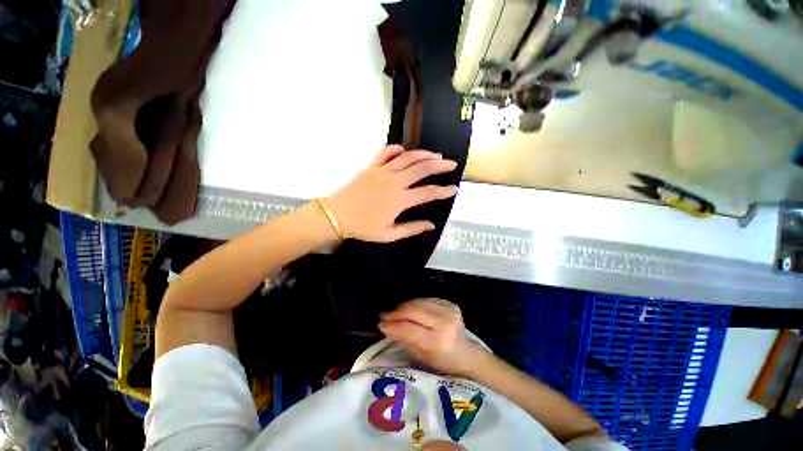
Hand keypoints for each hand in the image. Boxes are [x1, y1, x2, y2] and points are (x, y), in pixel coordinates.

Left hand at [326, 145, 458, 242]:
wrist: (336, 215)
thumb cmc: (363, 227)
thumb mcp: (388, 235)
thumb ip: (411, 229)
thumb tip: (431, 225)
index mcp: (400, 200)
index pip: (428, 193)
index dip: (443, 191)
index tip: (455, 189)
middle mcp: (394, 182)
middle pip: (422, 169)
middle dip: (440, 165)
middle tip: (451, 164)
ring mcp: (382, 171)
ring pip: (408, 158)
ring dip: (424, 154)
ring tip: (436, 155)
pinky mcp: (371, 166)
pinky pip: (386, 152)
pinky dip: (397, 149)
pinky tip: (405, 150)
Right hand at [378, 298, 486, 376]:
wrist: (466, 354)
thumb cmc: (443, 362)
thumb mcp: (421, 357)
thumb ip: (404, 339)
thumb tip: (385, 326)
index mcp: (438, 341)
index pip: (409, 329)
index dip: (393, 325)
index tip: (381, 324)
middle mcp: (445, 322)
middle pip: (413, 310)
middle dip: (396, 312)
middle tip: (384, 316)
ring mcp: (449, 310)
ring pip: (418, 302)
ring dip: (403, 307)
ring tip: (394, 313)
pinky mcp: (450, 303)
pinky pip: (426, 299)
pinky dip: (415, 304)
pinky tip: (409, 309)